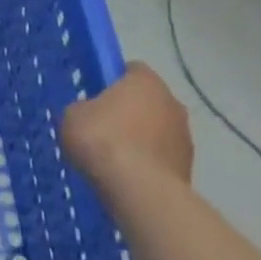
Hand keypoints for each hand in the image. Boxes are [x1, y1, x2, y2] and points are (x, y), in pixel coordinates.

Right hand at [60, 62, 193, 184]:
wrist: (138, 189)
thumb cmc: (102, 140)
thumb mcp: (72, 116)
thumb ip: (83, 108)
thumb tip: (89, 113)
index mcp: (145, 81)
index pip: (131, 70)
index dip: (112, 81)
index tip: (95, 97)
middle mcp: (172, 101)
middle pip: (147, 101)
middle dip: (128, 112)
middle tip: (101, 128)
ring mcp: (185, 135)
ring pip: (157, 130)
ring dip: (140, 139)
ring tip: (113, 159)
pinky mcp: (187, 165)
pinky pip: (161, 157)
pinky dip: (147, 163)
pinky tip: (127, 177)